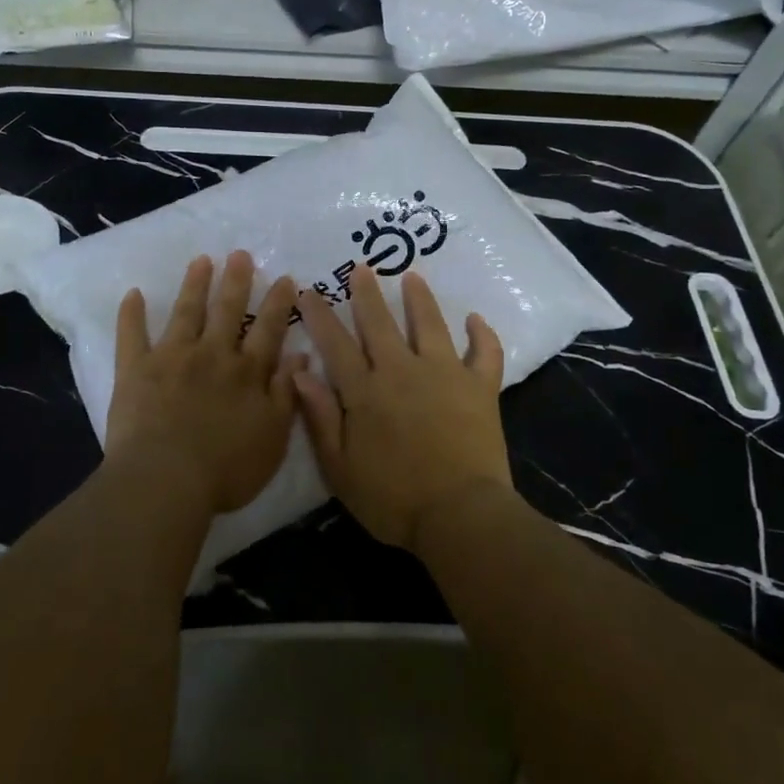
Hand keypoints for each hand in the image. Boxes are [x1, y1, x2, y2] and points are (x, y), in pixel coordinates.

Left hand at [106, 251, 303, 515]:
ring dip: (195, 285)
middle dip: (236, 281)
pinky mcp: (136, 370)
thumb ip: (288, 394)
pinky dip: (131, 314)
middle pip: (228, 311)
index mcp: (247, 372)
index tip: (284, 278)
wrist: (166, 481)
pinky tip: (133, 294)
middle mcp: (213, 355)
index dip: (278, 303)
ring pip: (187, 313)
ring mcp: (172, 358)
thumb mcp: (274, 437)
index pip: (268, 330)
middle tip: (240, 254)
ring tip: (202, 260)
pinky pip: (132, 335)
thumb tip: (302, 356)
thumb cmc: (227, 468)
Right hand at [293, 266, 512, 550]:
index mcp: (365, 392)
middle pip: (380, 323)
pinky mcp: (480, 387)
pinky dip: (482, 335)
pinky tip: (476, 320)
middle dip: (367, 294)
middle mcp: (402, 371)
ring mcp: (445, 374)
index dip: (320, 315)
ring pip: (430, 325)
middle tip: (361, 268)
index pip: (335, 344)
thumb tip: (299, 373)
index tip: (309, 290)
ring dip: (419, 299)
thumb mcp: (340, 468)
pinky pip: (485, 353)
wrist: (459, 515)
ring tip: (412, 276)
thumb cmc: (393, 499)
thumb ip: (320, 418)